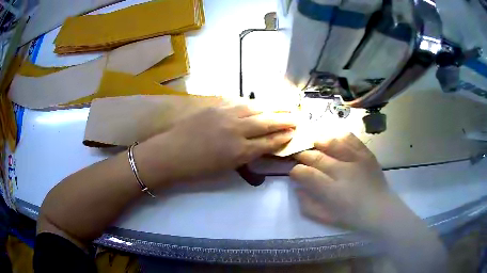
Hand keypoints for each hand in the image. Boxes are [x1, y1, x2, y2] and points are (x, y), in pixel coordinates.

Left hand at [140, 105, 295, 184]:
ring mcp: (226, 115)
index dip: (283, 137)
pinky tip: (260, 103)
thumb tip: (261, 146)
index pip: (269, 142)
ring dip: (273, 107)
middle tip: (298, 116)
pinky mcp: (215, 106)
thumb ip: (245, 155)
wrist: (170, 153)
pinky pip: (240, 102)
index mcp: (239, 152)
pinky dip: (253, 103)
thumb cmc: (197, 168)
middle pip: (267, 122)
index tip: (294, 133)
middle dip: (285, 120)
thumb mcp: (225, 168)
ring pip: (256, 108)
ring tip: (285, 105)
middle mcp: (236, 131)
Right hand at [290, 133, 395, 231]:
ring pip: (332, 143)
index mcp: (332, 191)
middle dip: (304, 155)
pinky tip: (335, 139)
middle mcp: (343, 172)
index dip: (296, 171)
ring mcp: (356, 160)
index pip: (306, 174)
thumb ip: (308, 205)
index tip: (295, 172)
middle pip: (317, 157)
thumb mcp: (327, 218)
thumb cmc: (352, 217)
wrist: (380, 209)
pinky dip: (340, 136)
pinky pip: (351, 139)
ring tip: (314, 144)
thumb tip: (298, 189)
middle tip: (300, 157)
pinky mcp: (366, 154)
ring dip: (320, 142)